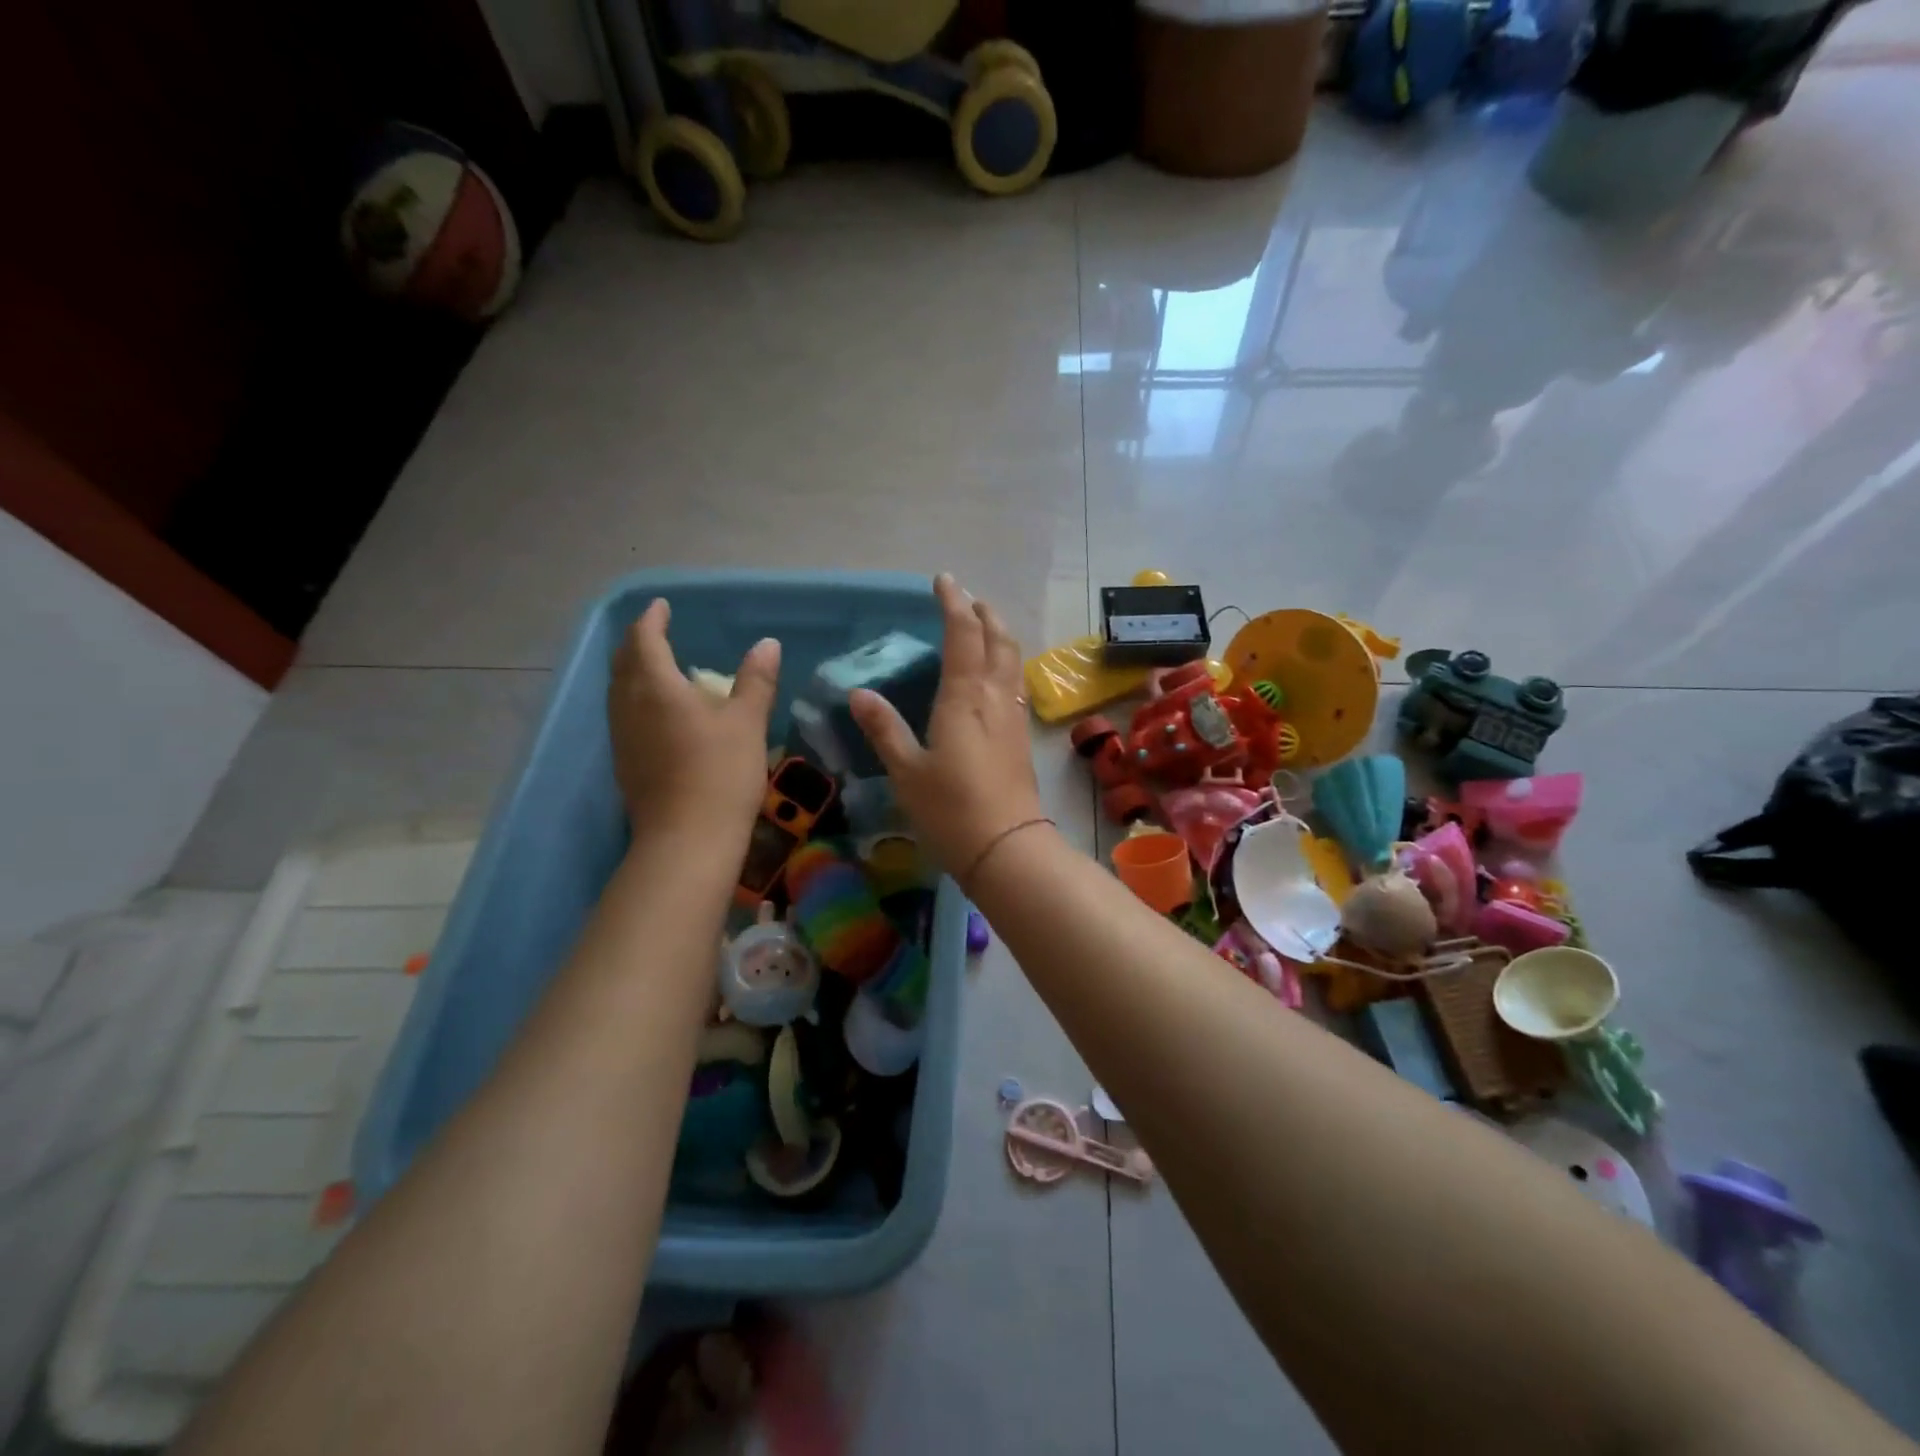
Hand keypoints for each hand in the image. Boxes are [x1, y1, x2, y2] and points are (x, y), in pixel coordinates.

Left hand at [608, 599, 779, 838]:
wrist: (687, 840)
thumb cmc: (720, 773)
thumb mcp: (747, 722)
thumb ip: (755, 680)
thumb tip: (766, 644)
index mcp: (655, 687)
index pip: (644, 640)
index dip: (652, 620)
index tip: (662, 607)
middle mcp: (629, 706)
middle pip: (623, 663)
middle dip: (637, 643)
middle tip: (656, 633)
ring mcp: (622, 737)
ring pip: (619, 691)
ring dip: (633, 671)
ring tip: (656, 668)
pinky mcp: (624, 764)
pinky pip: (623, 716)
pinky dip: (636, 700)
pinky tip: (657, 713)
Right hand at [849, 574, 1043, 875]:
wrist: (1007, 848)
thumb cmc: (950, 809)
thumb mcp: (906, 771)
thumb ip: (884, 729)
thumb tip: (860, 694)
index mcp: (964, 697)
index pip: (963, 634)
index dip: (954, 604)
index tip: (943, 581)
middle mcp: (994, 698)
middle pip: (999, 640)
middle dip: (985, 613)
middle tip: (968, 599)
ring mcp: (1013, 717)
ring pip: (1012, 661)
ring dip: (1000, 636)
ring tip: (984, 628)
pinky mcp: (1022, 738)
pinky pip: (1015, 685)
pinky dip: (1005, 665)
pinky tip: (995, 678)